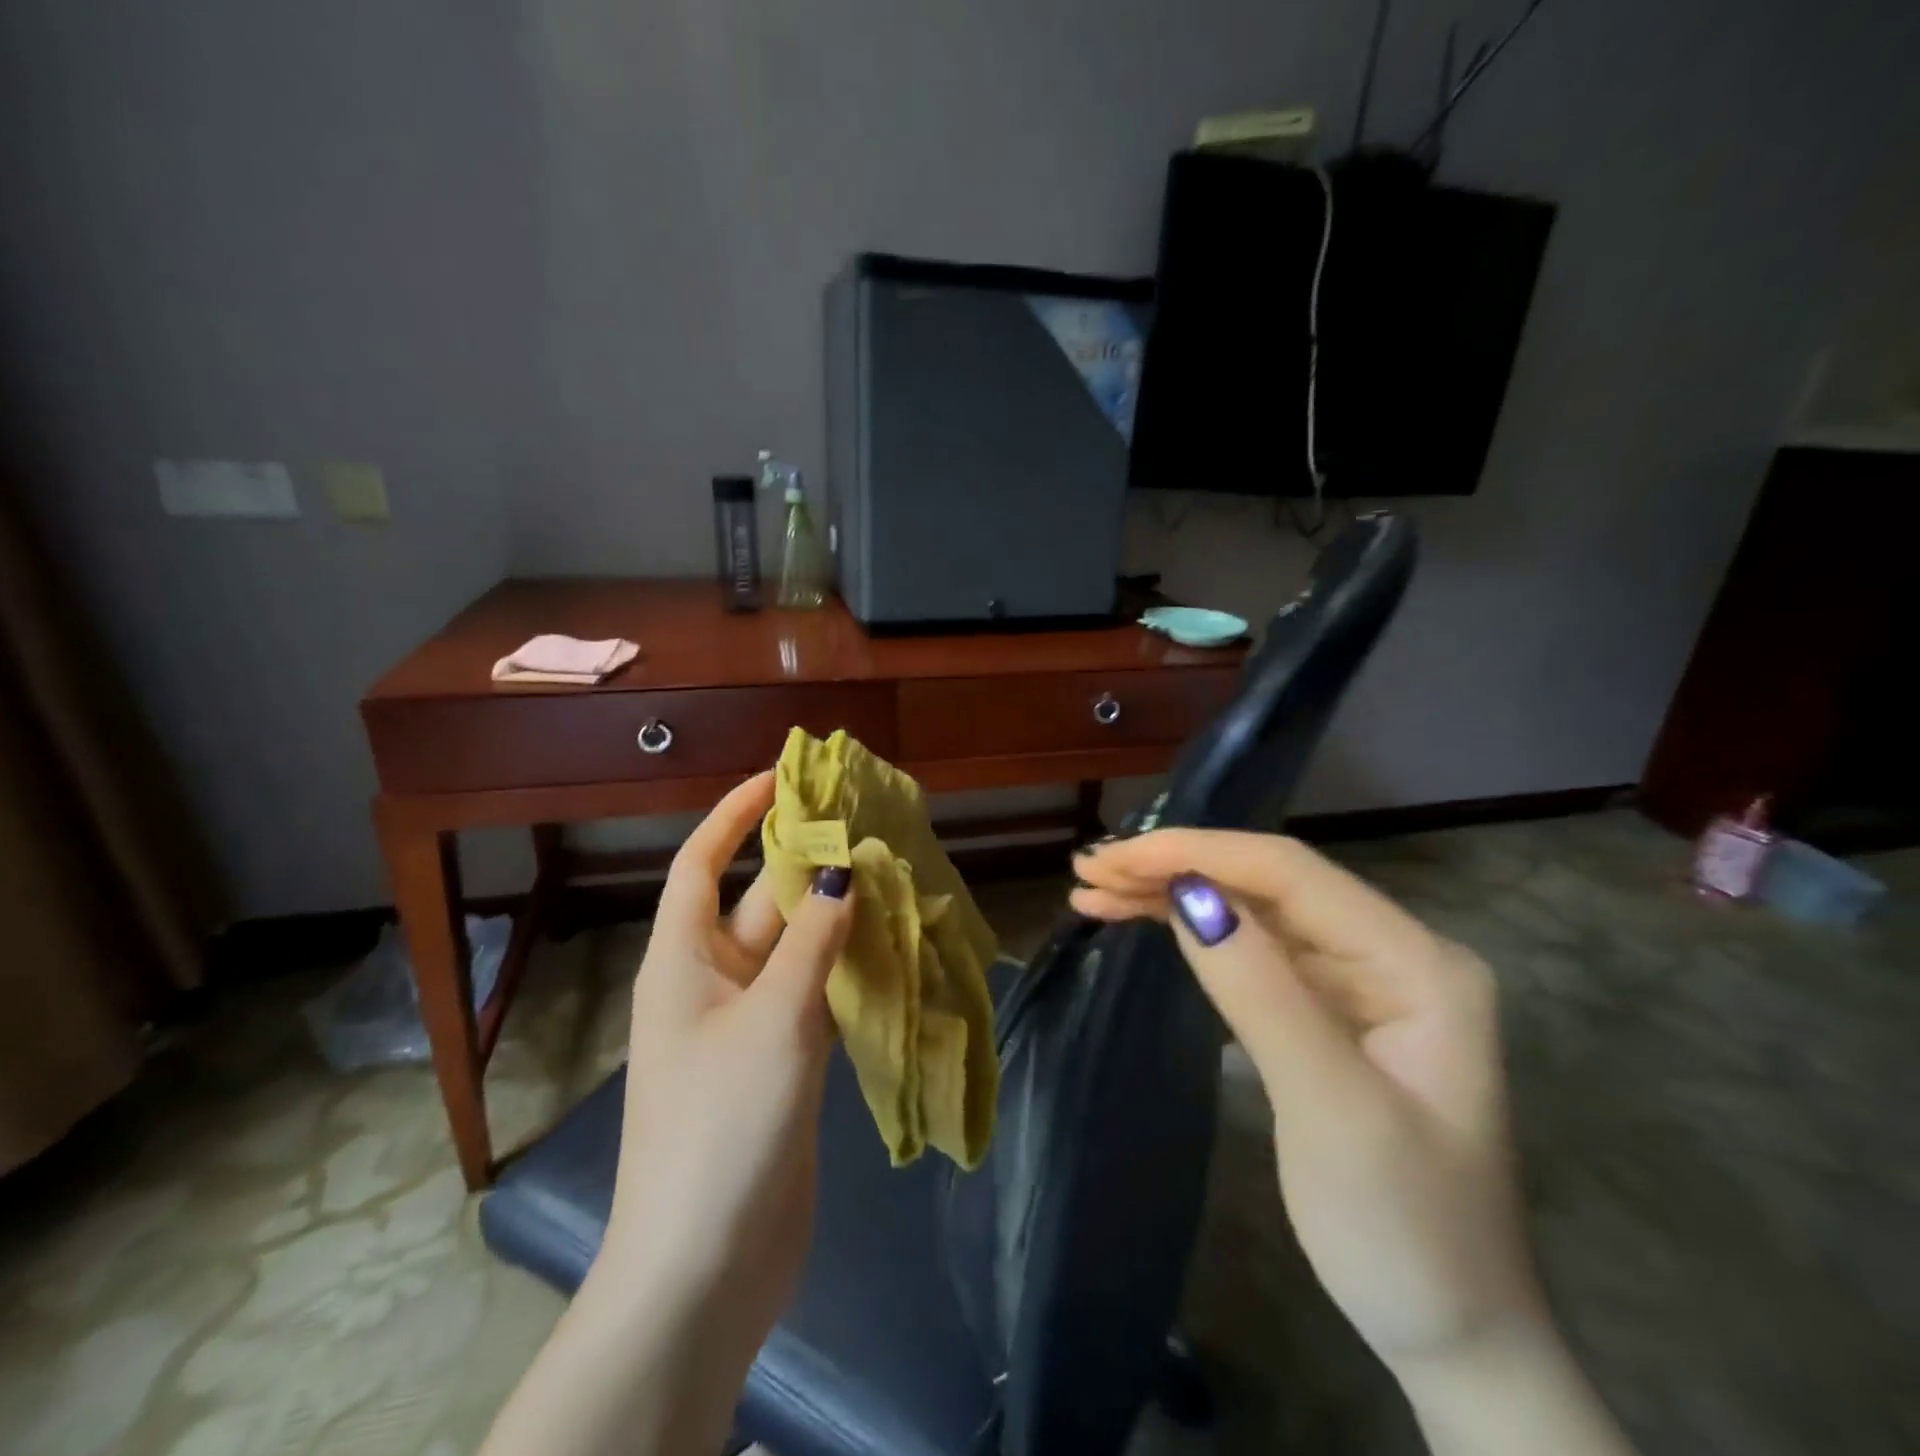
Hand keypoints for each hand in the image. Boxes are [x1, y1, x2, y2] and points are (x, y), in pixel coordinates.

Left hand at [605, 770, 852, 1363]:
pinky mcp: (782, 1060)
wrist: (707, 1265)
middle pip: (760, 901)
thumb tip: (842, 874)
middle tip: (867, 825)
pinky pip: (815, 992)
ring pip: (795, 947)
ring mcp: (750, 1023)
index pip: (700, 864)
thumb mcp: (772, 1020)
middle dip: (806, 863)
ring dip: (835, 915)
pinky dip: (847, 967)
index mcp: (683, 960)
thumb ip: (811, 942)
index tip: (780, 779)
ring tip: (891, 873)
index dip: (734, 816)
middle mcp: (713, 981)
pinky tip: (891, 946)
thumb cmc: (724, 1126)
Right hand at [1070, 829, 1544, 1374]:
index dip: (1196, 853)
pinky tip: (1138, 920)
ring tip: (1092, 891)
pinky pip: (1247, 950)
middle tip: (1088, 872)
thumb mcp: (1330, 1109)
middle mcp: (1387, 950)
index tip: (1115, 859)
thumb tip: (1188, 894)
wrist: (1451, 1331)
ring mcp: (1355, 979)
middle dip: (1173, 868)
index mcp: (1414, 961)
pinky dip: (1188, 934)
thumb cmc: (1402, 1229)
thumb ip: (1261, 991)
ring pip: (1248, 910)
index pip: (1289, 872)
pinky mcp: (1322, 1007)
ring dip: (1170, 895)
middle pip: (1265, 883)